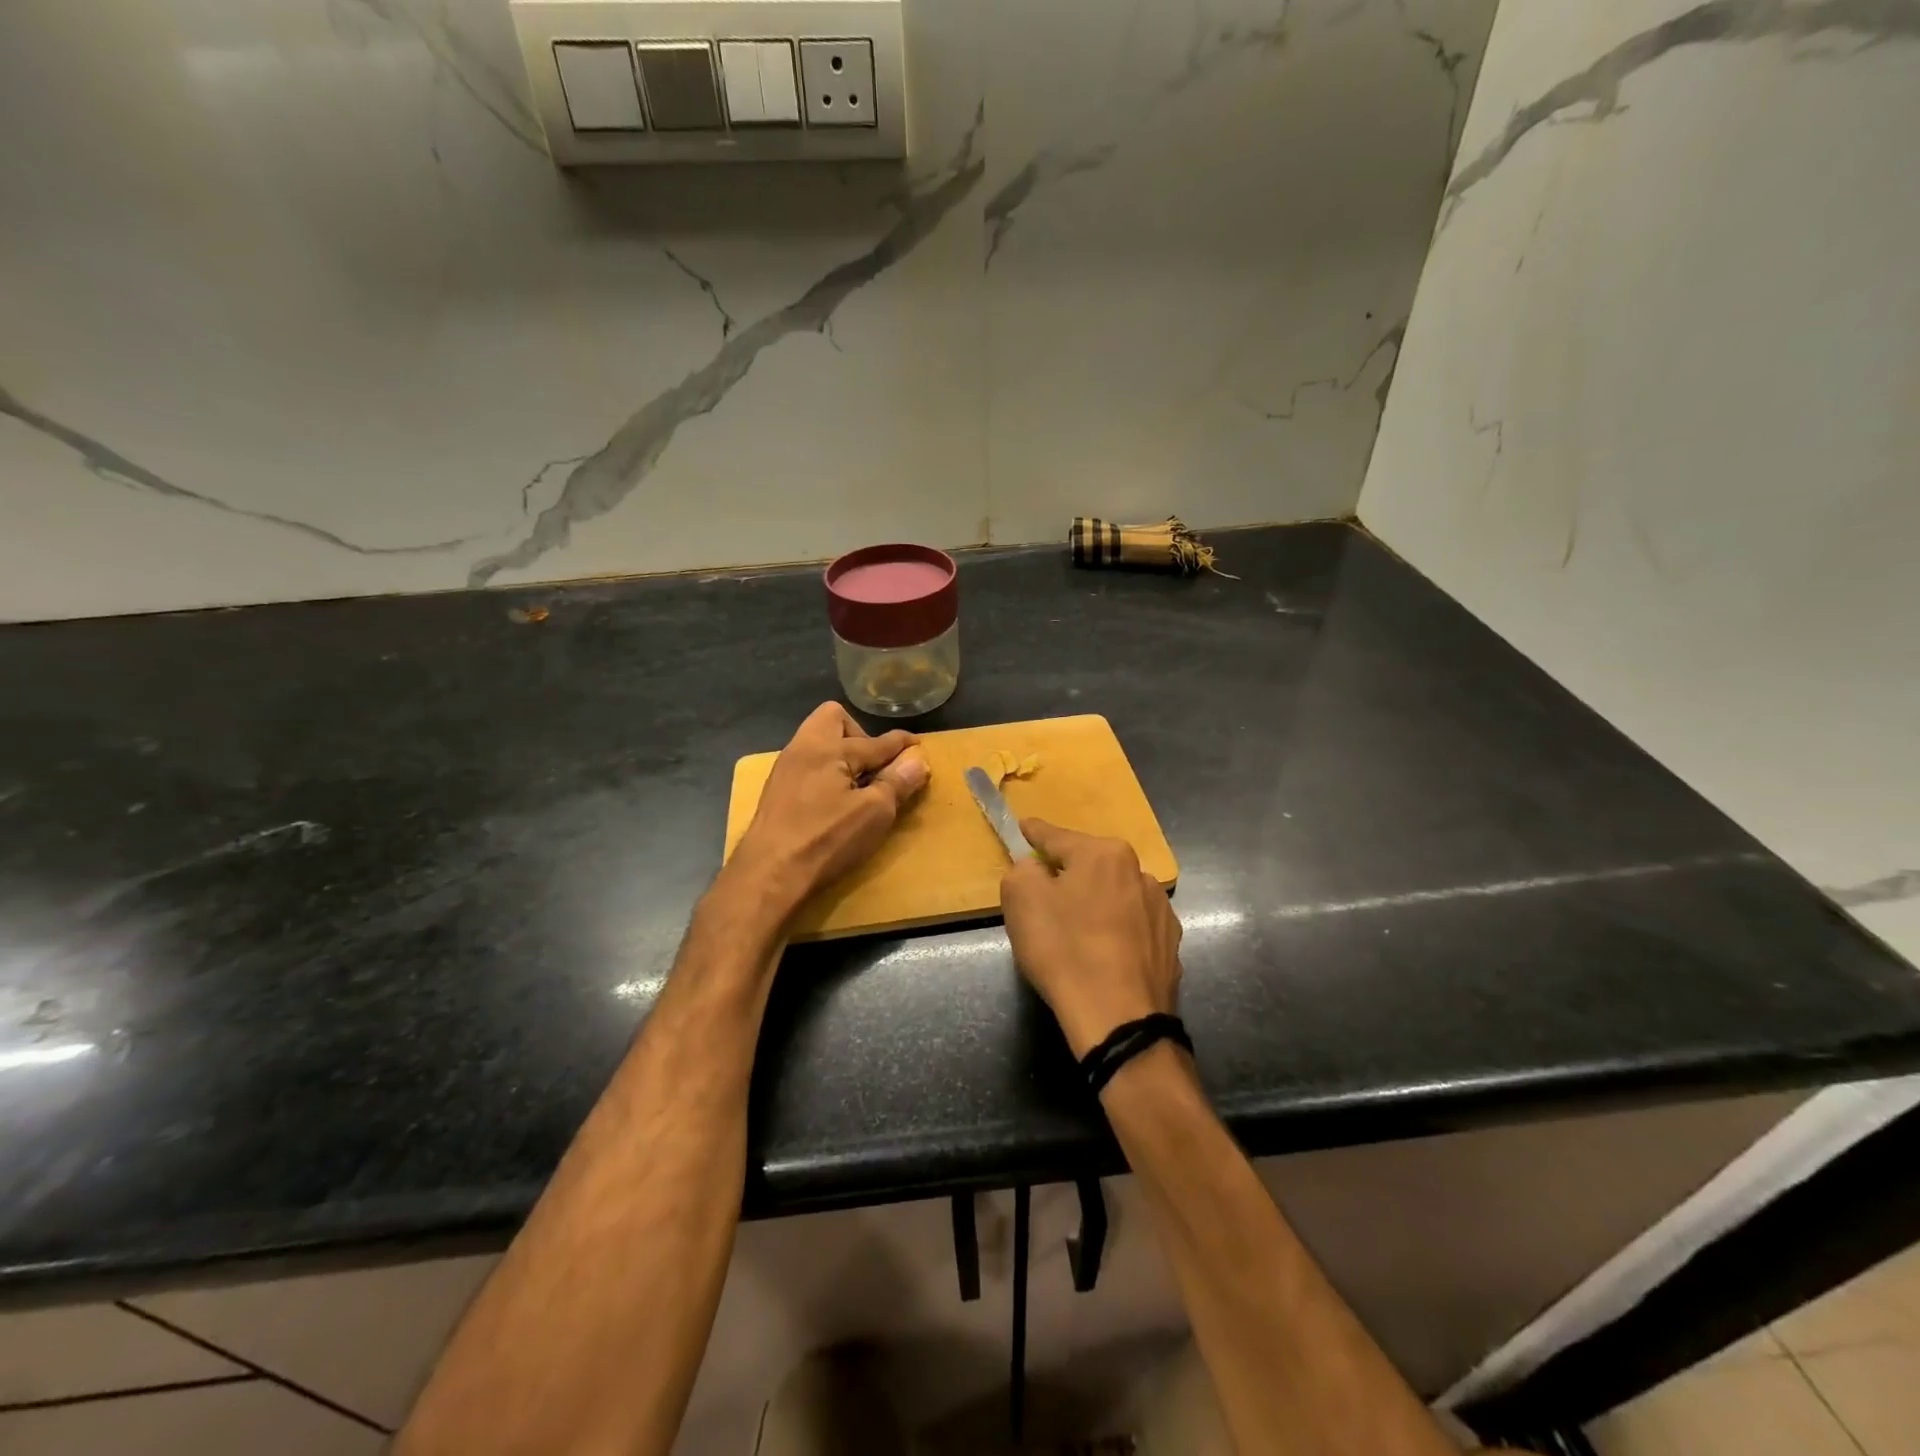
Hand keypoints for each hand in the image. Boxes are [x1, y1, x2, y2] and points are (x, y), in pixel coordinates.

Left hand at [724, 702, 929, 916]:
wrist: (767, 876)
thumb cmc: (826, 839)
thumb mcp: (874, 813)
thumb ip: (897, 782)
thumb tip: (918, 760)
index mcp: (827, 747)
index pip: (876, 741)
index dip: (902, 744)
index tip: (918, 747)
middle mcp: (802, 748)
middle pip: (834, 720)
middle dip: (860, 735)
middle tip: (874, 767)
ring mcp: (785, 769)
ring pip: (817, 741)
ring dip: (841, 755)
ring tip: (857, 785)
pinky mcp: (776, 791)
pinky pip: (808, 765)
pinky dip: (826, 772)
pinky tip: (834, 800)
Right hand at [1001, 820, 1182, 1058]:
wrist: (1119, 1019)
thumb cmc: (1064, 950)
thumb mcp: (1021, 899)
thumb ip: (1023, 870)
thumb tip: (1037, 869)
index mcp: (1104, 854)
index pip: (1058, 837)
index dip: (1036, 833)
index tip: (1025, 827)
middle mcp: (1139, 873)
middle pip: (1090, 866)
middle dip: (1068, 873)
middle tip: (1045, 891)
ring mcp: (1161, 911)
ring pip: (1115, 896)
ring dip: (1095, 903)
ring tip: (1076, 931)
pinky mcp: (1170, 946)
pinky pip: (1132, 928)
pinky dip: (1115, 933)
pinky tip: (1103, 954)